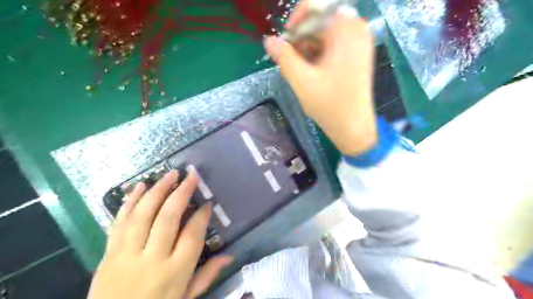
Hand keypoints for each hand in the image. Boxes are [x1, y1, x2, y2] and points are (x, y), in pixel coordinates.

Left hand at [88, 170, 233, 297]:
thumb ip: (207, 276)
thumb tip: (230, 256)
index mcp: (175, 273)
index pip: (192, 235)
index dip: (201, 215)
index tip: (207, 202)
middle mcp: (152, 259)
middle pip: (168, 218)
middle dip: (181, 193)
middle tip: (191, 176)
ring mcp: (126, 255)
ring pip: (143, 214)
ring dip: (157, 190)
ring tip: (170, 174)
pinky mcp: (108, 254)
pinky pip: (119, 223)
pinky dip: (129, 202)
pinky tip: (138, 186)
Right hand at [264, 2, 375, 155]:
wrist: (354, 128)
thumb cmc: (330, 105)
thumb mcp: (301, 81)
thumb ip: (283, 57)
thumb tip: (268, 40)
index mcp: (346, 30)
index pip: (315, 6)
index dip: (295, 21)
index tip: (286, 43)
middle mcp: (357, 29)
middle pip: (320, 20)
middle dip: (302, 38)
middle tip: (293, 61)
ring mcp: (360, 41)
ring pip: (325, 33)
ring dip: (309, 48)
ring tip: (303, 70)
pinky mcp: (358, 53)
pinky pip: (333, 43)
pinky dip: (319, 53)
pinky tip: (314, 71)